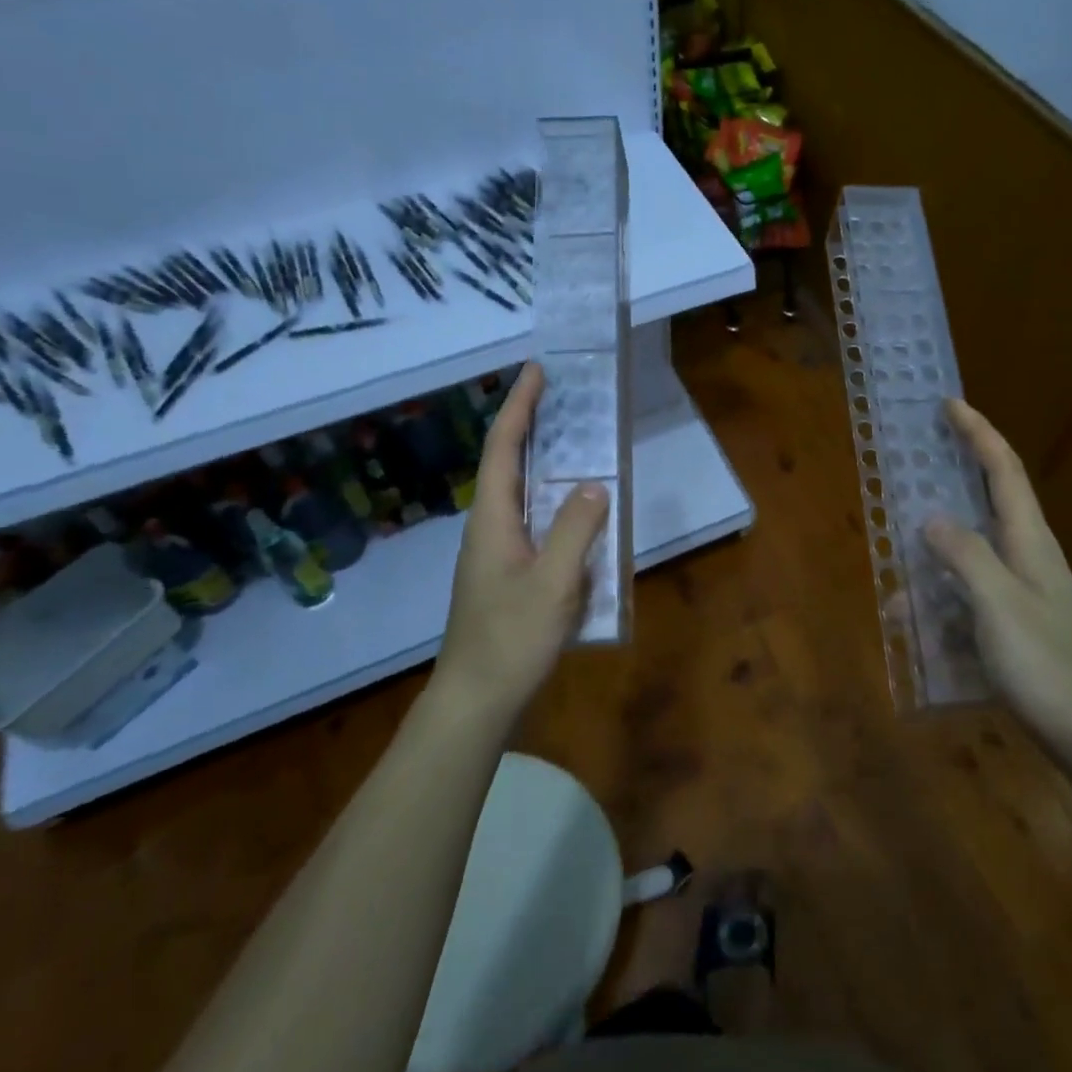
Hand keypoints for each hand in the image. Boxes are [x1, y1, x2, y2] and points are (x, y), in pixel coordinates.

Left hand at [431, 364, 609, 723]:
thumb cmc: (511, 639)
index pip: (503, 448)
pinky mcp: (508, 573)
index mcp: (493, 519)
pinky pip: (533, 520)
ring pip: (521, 492)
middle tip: (562, 394)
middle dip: (531, 423)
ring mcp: (497, 552)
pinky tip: (578, 510)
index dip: (519, 406)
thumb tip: (595, 484)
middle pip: (508, 462)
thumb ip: (577, 530)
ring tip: (575, 439)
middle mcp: (491, 527)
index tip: (537, 370)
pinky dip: (554, 499)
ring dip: (542, 459)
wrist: (476, 700)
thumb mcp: (554, 583)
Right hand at [925, 399, 1071, 765]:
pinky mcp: (1016, 626)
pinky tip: (914, 626)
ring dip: (935, 555)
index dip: (978, 432)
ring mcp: (1024, 593)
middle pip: (989, 501)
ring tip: (898, 574)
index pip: (1004, 469)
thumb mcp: (1000, 603)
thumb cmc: (1049, 664)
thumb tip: (932, 519)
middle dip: (955, 477)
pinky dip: (940, 600)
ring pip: (972, 554)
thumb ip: (965, 555)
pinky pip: (968, 596)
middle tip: (916, 464)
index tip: (950, 404)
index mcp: (1030, 540)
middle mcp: (1029, 557)